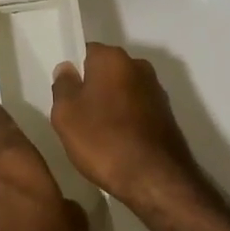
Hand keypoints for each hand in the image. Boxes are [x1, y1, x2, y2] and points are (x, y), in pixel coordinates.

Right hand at [49, 43, 201, 205]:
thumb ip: (63, 85)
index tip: (64, 94)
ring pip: (122, 90)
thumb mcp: (65, 114)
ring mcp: (156, 90)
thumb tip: (67, 69)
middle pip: (105, 71)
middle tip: (76, 116)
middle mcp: (138, 66)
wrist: (155, 179)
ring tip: (96, 134)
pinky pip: (136, 109)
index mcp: (112, 58)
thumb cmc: (103, 140)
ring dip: (110, 105)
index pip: (85, 51)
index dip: (72, 72)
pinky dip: (126, 120)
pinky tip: (116, 143)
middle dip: (91, 87)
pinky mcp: (166, 114)